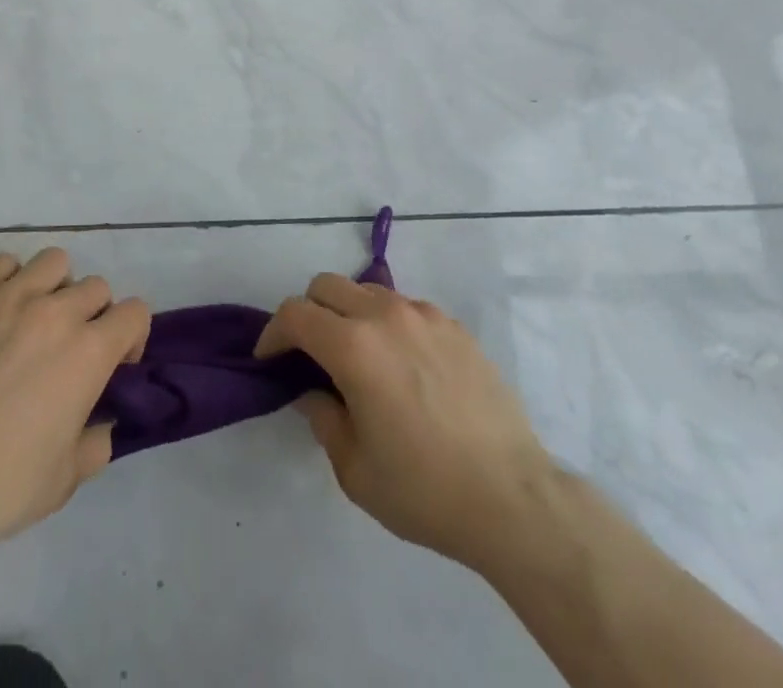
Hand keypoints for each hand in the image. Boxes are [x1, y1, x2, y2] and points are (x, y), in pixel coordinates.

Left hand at [0, 248, 150, 566]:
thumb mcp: (64, 480)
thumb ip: (95, 442)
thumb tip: (99, 421)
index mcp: (88, 352)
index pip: (135, 313)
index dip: (131, 339)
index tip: (113, 367)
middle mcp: (55, 313)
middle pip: (96, 287)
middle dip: (94, 316)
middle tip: (70, 352)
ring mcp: (7, 299)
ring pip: (53, 263)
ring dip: (56, 288)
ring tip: (35, 323)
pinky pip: (3, 265)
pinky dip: (10, 281)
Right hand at [255, 273, 554, 573]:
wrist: (512, 497)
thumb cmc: (424, 489)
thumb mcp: (355, 469)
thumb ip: (323, 418)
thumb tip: (313, 391)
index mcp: (353, 347)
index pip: (296, 314)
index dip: (273, 332)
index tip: (270, 359)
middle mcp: (385, 316)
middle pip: (327, 286)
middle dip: (308, 312)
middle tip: (309, 354)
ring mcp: (424, 315)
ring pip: (368, 291)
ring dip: (349, 314)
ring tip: (359, 359)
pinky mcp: (454, 326)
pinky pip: (406, 309)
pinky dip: (389, 324)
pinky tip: (403, 367)